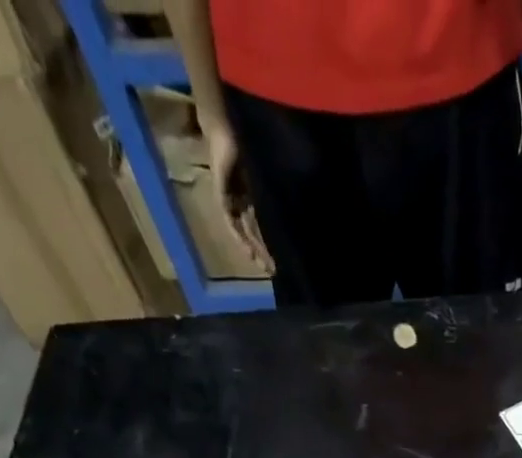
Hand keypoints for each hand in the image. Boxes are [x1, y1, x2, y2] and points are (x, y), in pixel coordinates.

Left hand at [202, 121, 272, 271]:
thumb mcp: (268, 172)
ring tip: (263, 266)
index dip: (274, 242)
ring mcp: (233, 198)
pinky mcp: (222, 196)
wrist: (225, 123)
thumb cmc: (250, 140)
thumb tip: (299, 211)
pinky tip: (247, 252)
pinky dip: (239, 237)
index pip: (266, 223)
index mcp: (257, 191)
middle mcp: (245, 198)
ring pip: (245, 230)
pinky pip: (231, 222)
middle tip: (274, 270)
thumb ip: (277, 191)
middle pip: (255, 231)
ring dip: (254, 249)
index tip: (284, 260)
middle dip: (264, 252)